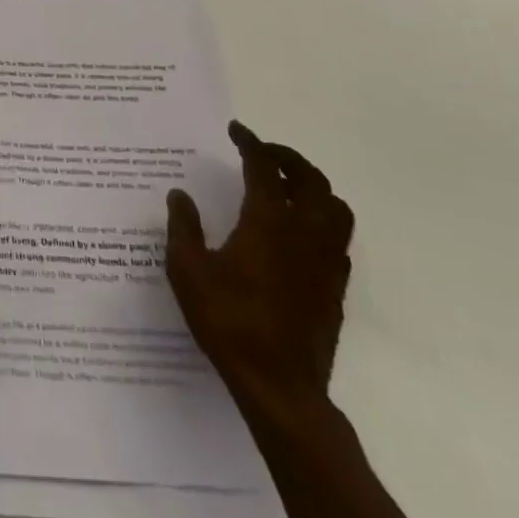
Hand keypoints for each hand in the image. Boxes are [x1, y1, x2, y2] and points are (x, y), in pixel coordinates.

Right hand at [167, 121, 353, 424]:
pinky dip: (322, 222)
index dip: (250, 143)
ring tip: (286, 186)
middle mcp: (303, 234)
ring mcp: (325, 263)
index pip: (263, 168)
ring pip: (335, 208)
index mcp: (267, 222)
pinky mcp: (335, 289)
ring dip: (313, 187)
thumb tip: (180, 195)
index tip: (236, 130)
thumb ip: (183, 227)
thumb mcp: (188, 271)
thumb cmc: (229, 322)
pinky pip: (338, 241)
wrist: (280, 387)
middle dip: (287, 158)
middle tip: (263, 152)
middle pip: (310, 180)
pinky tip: (299, 233)